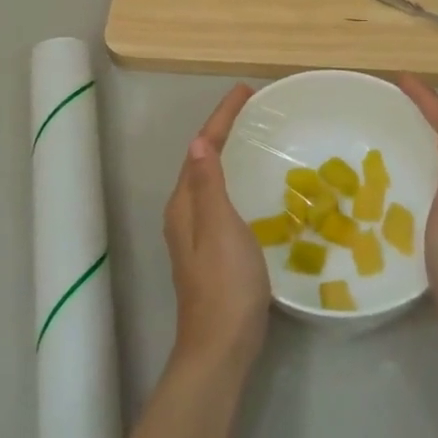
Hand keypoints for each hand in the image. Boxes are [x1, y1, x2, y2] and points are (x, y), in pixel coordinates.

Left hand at [164, 84, 269, 372]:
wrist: (221, 346)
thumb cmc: (225, 284)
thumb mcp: (219, 228)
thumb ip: (209, 185)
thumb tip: (198, 142)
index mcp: (184, 204)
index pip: (202, 148)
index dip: (221, 117)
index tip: (245, 91)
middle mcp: (184, 213)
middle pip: (202, 159)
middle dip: (223, 130)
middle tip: (252, 108)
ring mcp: (196, 234)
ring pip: (210, 179)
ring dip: (228, 153)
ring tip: (253, 136)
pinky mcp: (212, 250)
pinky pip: (221, 198)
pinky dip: (234, 179)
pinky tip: (253, 186)